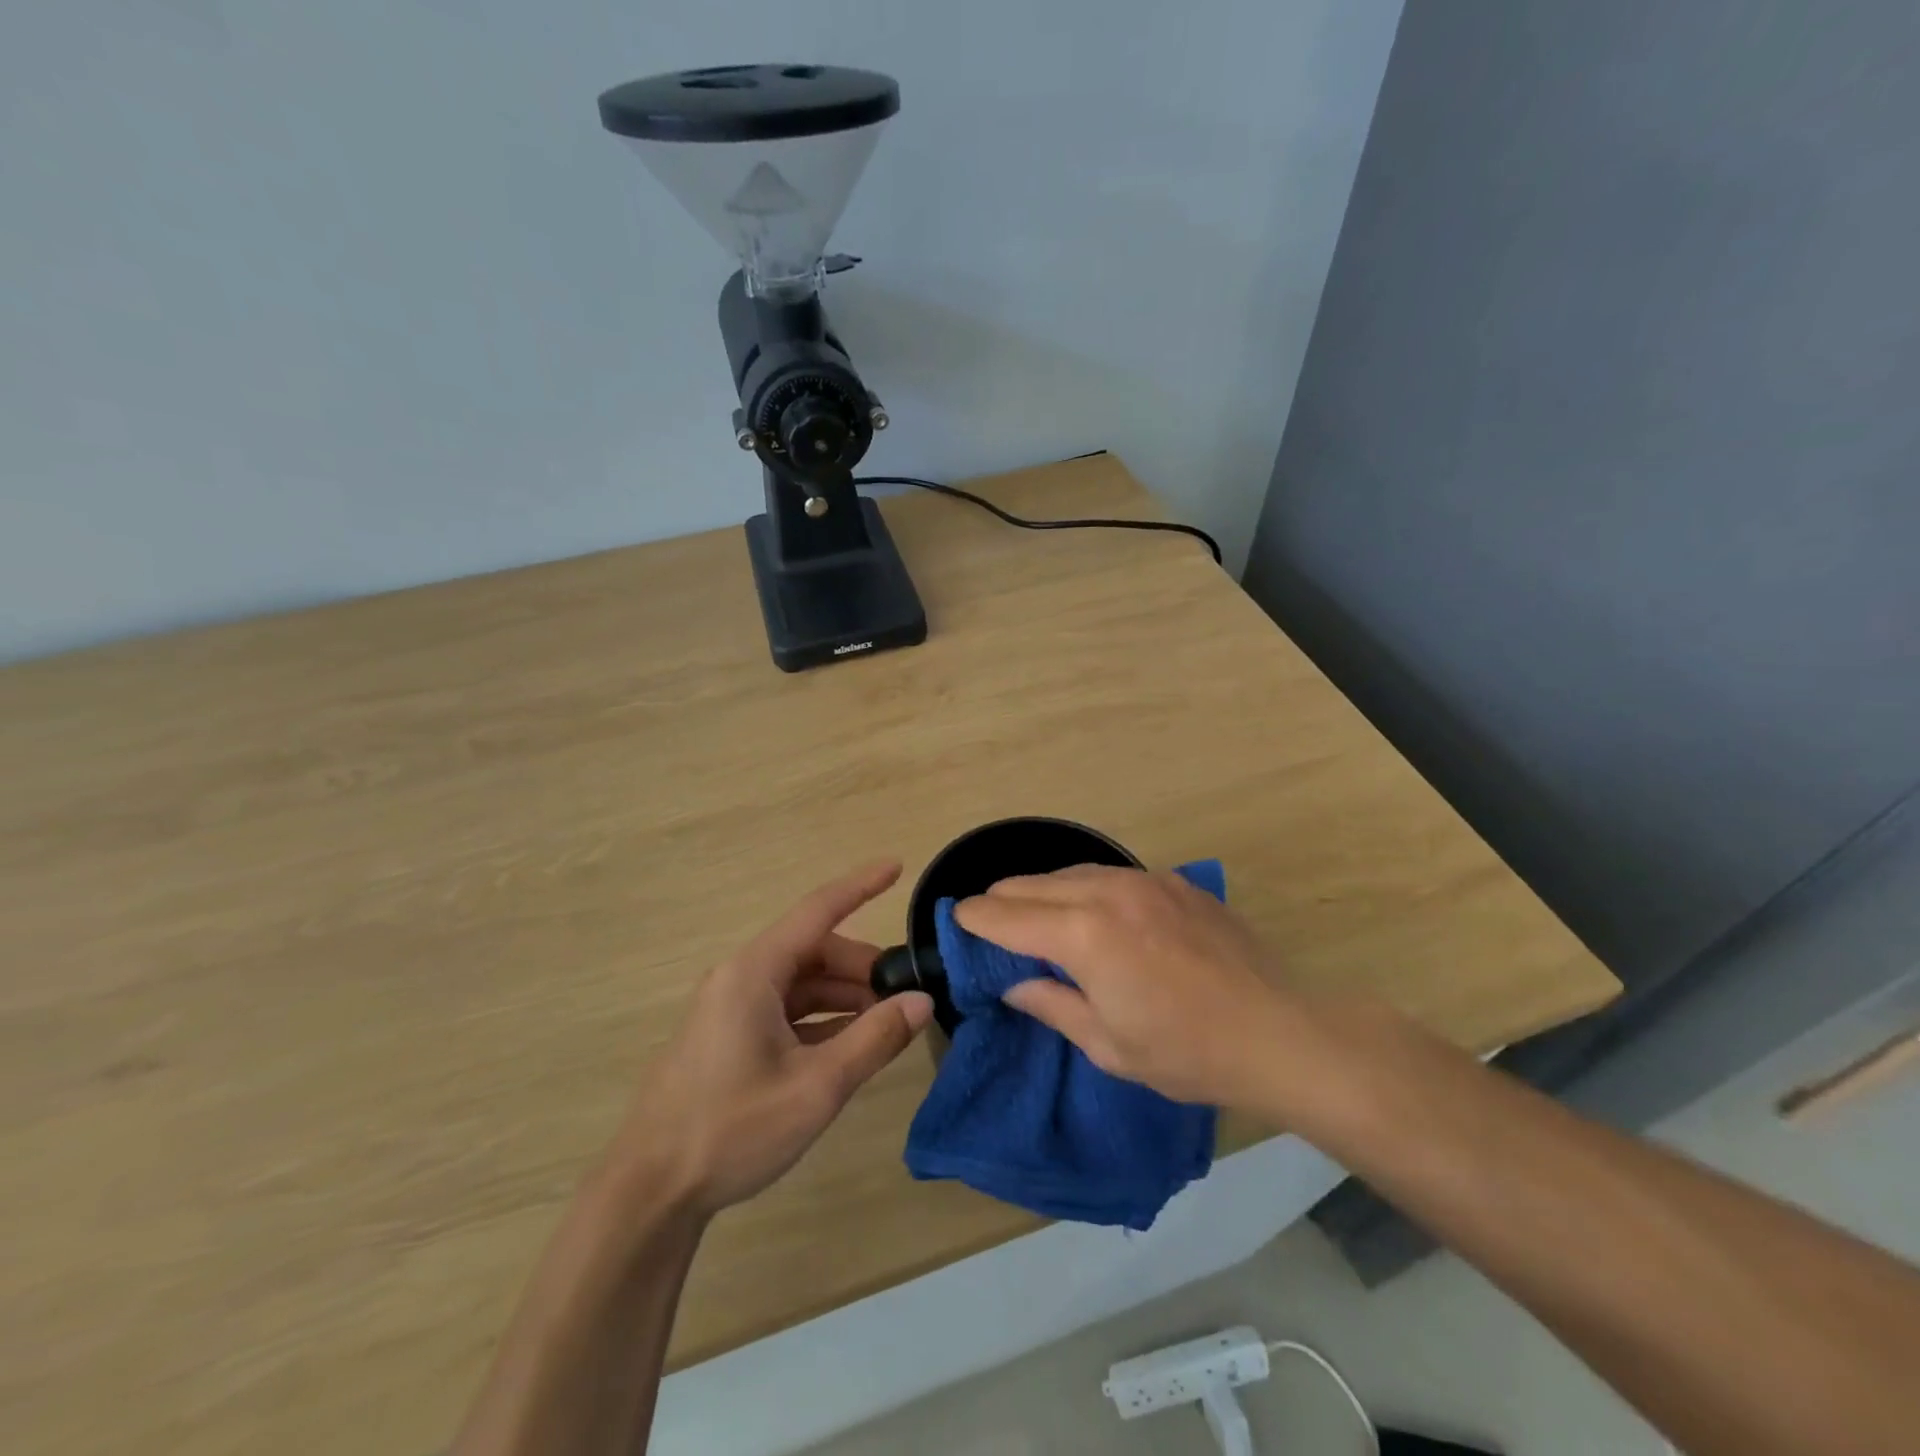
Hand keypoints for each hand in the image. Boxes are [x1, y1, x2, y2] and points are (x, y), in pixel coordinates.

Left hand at [607, 862, 932, 1214]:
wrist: (650, 1192)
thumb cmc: (732, 1130)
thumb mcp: (816, 1086)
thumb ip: (874, 1039)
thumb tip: (921, 1001)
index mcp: (754, 972)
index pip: (818, 911)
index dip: (860, 886)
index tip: (896, 865)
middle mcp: (739, 978)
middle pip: (813, 952)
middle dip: (862, 967)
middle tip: (906, 994)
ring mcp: (730, 1008)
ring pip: (800, 983)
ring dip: (844, 996)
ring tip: (886, 1022)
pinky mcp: (727, 1036)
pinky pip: (784, 1009)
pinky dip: (821, 1018)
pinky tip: (850, 1042)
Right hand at [954, 865, 1305, 1110]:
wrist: (1279, 1033)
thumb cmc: (1186, 1052)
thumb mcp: (1107, 1044)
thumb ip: (1051, 1004)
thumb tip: (1013, 984)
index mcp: (1083, 934)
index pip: (1007, 915)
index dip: (974, 918)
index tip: (956, 921)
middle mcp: (1108, 892)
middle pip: (1032, 883)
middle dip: (1002, 901)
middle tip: (990, 924)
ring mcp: (1145, 880)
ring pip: (1070, 871)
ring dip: (1043, 891)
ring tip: (1036, 916)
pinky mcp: (1174, 881)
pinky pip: (1111, 874)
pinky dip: (1086, 888)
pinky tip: (1095, 913)